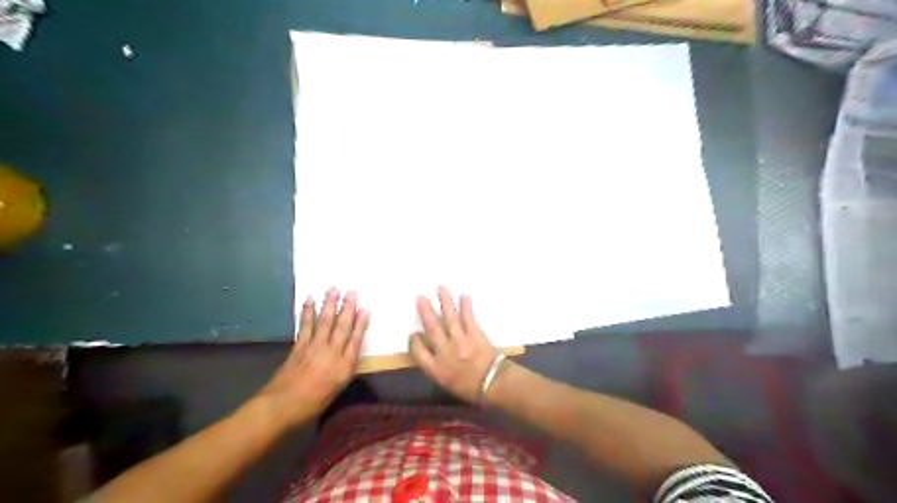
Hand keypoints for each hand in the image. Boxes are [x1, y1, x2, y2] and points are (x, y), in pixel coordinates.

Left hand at [256, 288, 367, 425]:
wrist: (282, 406)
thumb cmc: (313, 403)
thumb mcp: (337, 388)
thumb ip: (344, 368)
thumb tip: (348, 353)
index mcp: (344, 366)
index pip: (356, 340)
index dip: (361, 324)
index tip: (366, 309)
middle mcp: (332, 353)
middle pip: (342, 327)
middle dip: (347, 308)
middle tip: (351, 292)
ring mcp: (314, 348)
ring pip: (324, 322)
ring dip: (329, 305)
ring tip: (333, 289)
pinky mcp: (299, 346)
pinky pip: (305, 326)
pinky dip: (308, 313)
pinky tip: (310, 301)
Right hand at [410, 287, 501, 400]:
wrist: (495, 386)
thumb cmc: (471, 389)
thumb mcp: (446, 384)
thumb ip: (437, 368)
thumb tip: (431, 352)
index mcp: (436, 368)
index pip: (418, 352)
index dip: (414, 342)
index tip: (412, 333)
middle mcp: (445, 352)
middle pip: (432, 328)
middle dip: (425, 312)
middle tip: (420, 297)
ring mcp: (460, 341)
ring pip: (449, 318)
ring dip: (445, 302)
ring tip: (441, 288)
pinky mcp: (475, 334)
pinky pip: (468, 317)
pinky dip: (466, 306)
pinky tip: (464, 295)